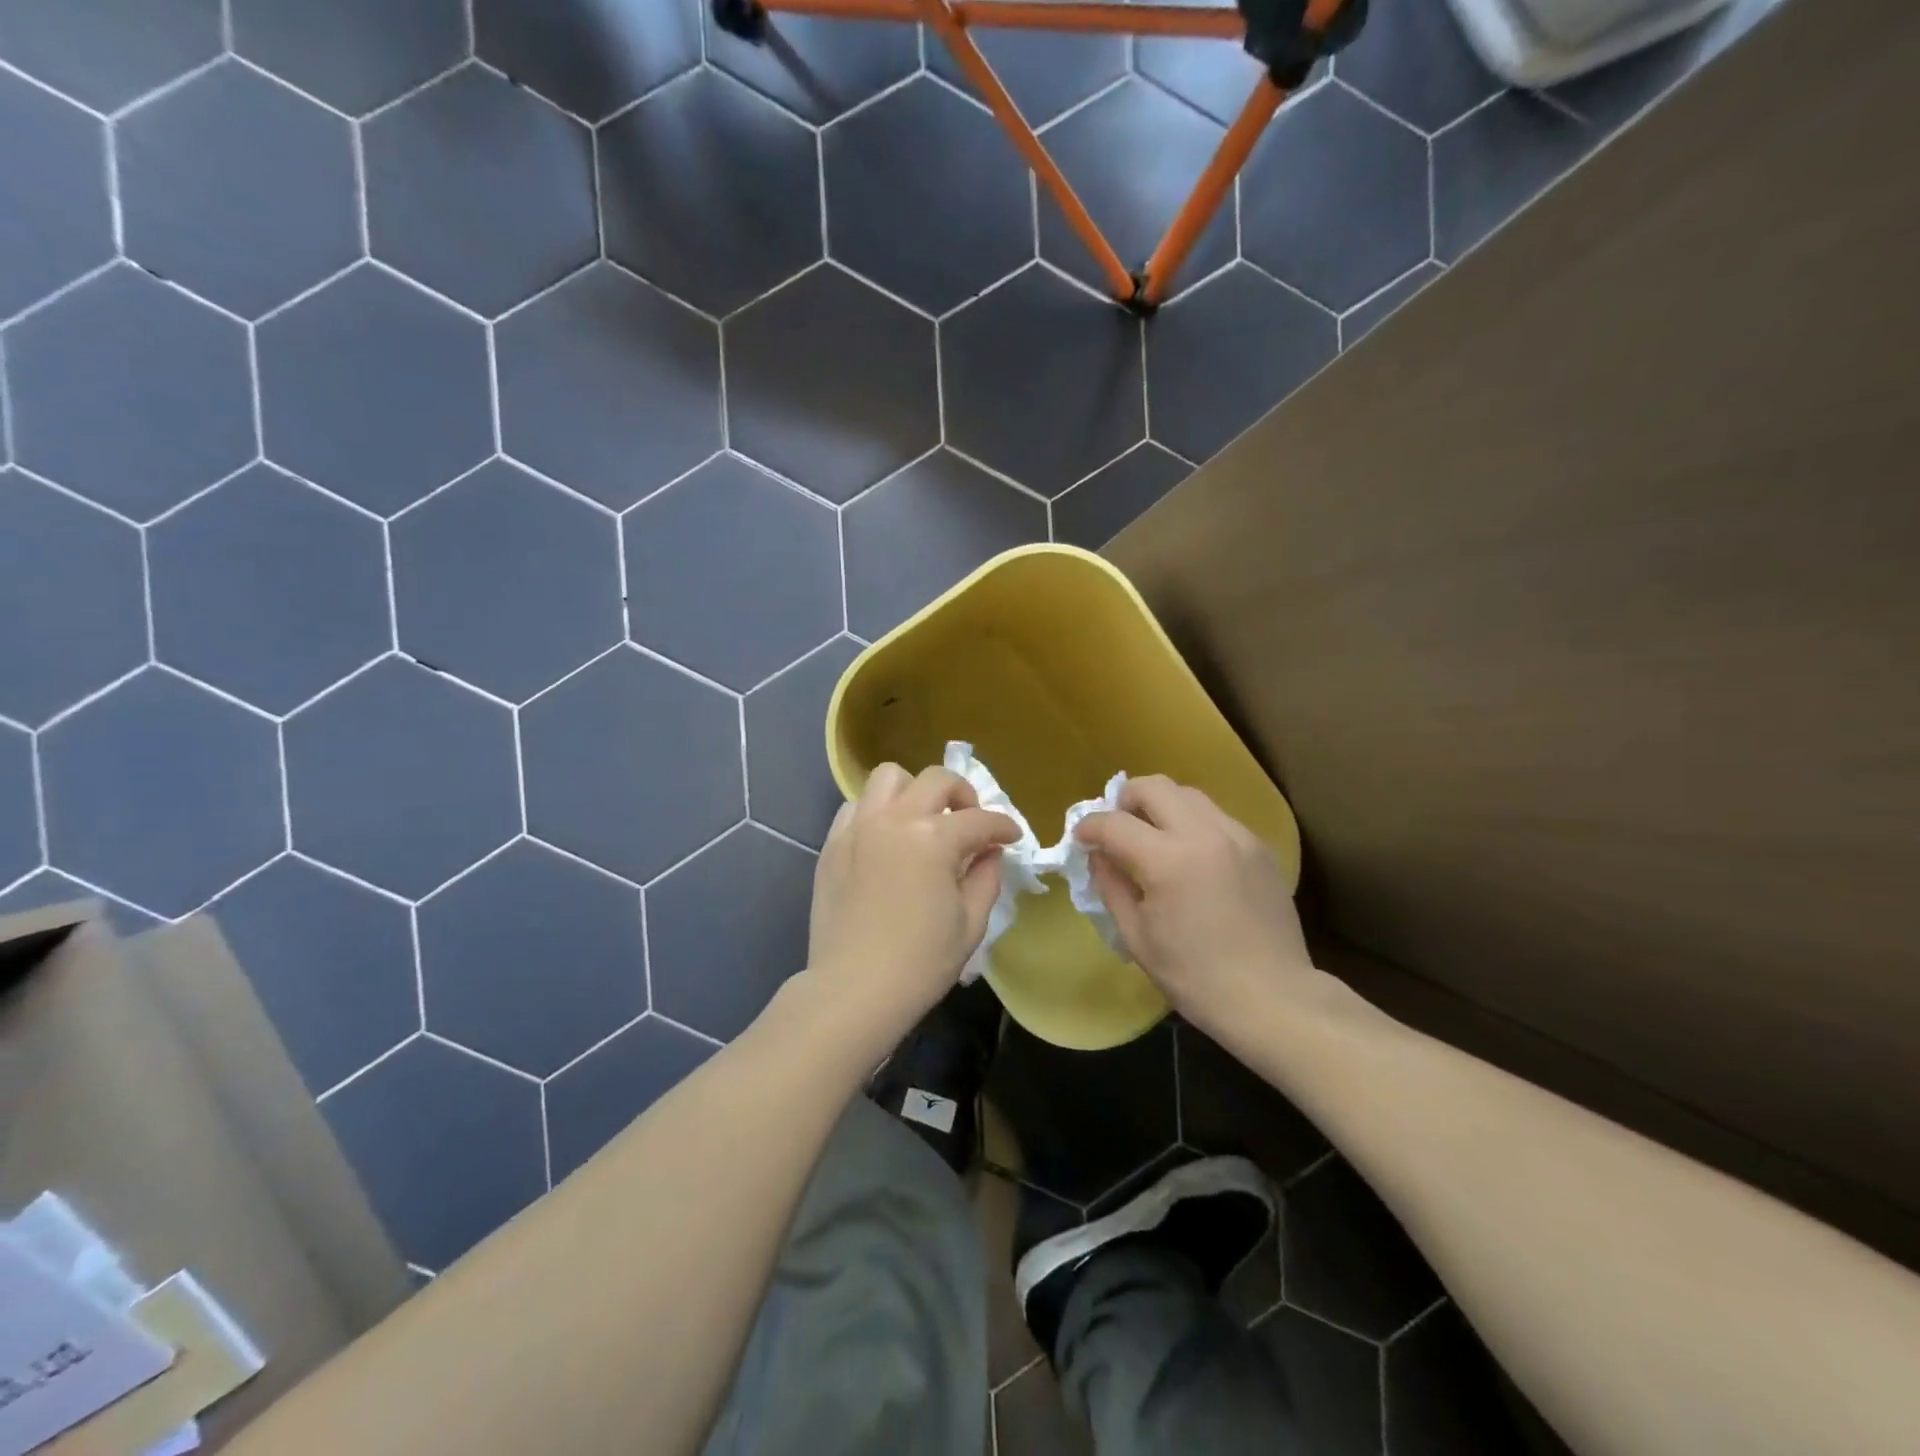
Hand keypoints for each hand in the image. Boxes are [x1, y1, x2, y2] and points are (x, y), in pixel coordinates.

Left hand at [806, 763, 1020, 1041]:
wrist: (854, 989)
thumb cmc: (921, 962)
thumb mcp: (971, 922)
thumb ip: (986, 876)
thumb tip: (989, 851)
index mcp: (934, 839)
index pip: (980, 820)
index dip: (1003, 827)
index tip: (1011, 837)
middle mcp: (895, 819)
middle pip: (937, 779)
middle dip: (963, 794)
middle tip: (969, 822)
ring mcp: (859, 827)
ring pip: (889, 777)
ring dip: (914, 791)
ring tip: (922, 821)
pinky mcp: (833, 843)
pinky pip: (857, 806)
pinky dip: (877, 811)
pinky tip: (886, 838)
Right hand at [1075, 776, 1313, 1032]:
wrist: (1273, 998)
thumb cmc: (1195, 977)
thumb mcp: (1136, 937)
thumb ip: (1111, 886)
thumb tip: (1099, 856)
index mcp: (1168, 860)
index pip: (1114, 823)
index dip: (1089, 827)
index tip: (1080, 838)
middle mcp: (1204, 834)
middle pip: (1154, 787)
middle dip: (1125, 800)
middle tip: (1117, 828)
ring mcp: (1238, 837)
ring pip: (1189, 795)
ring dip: (1161, 807)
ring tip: (1153, 838)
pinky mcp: (1260, 848)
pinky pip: (1217, 818)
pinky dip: (1193, 825)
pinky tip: (1191, 858)